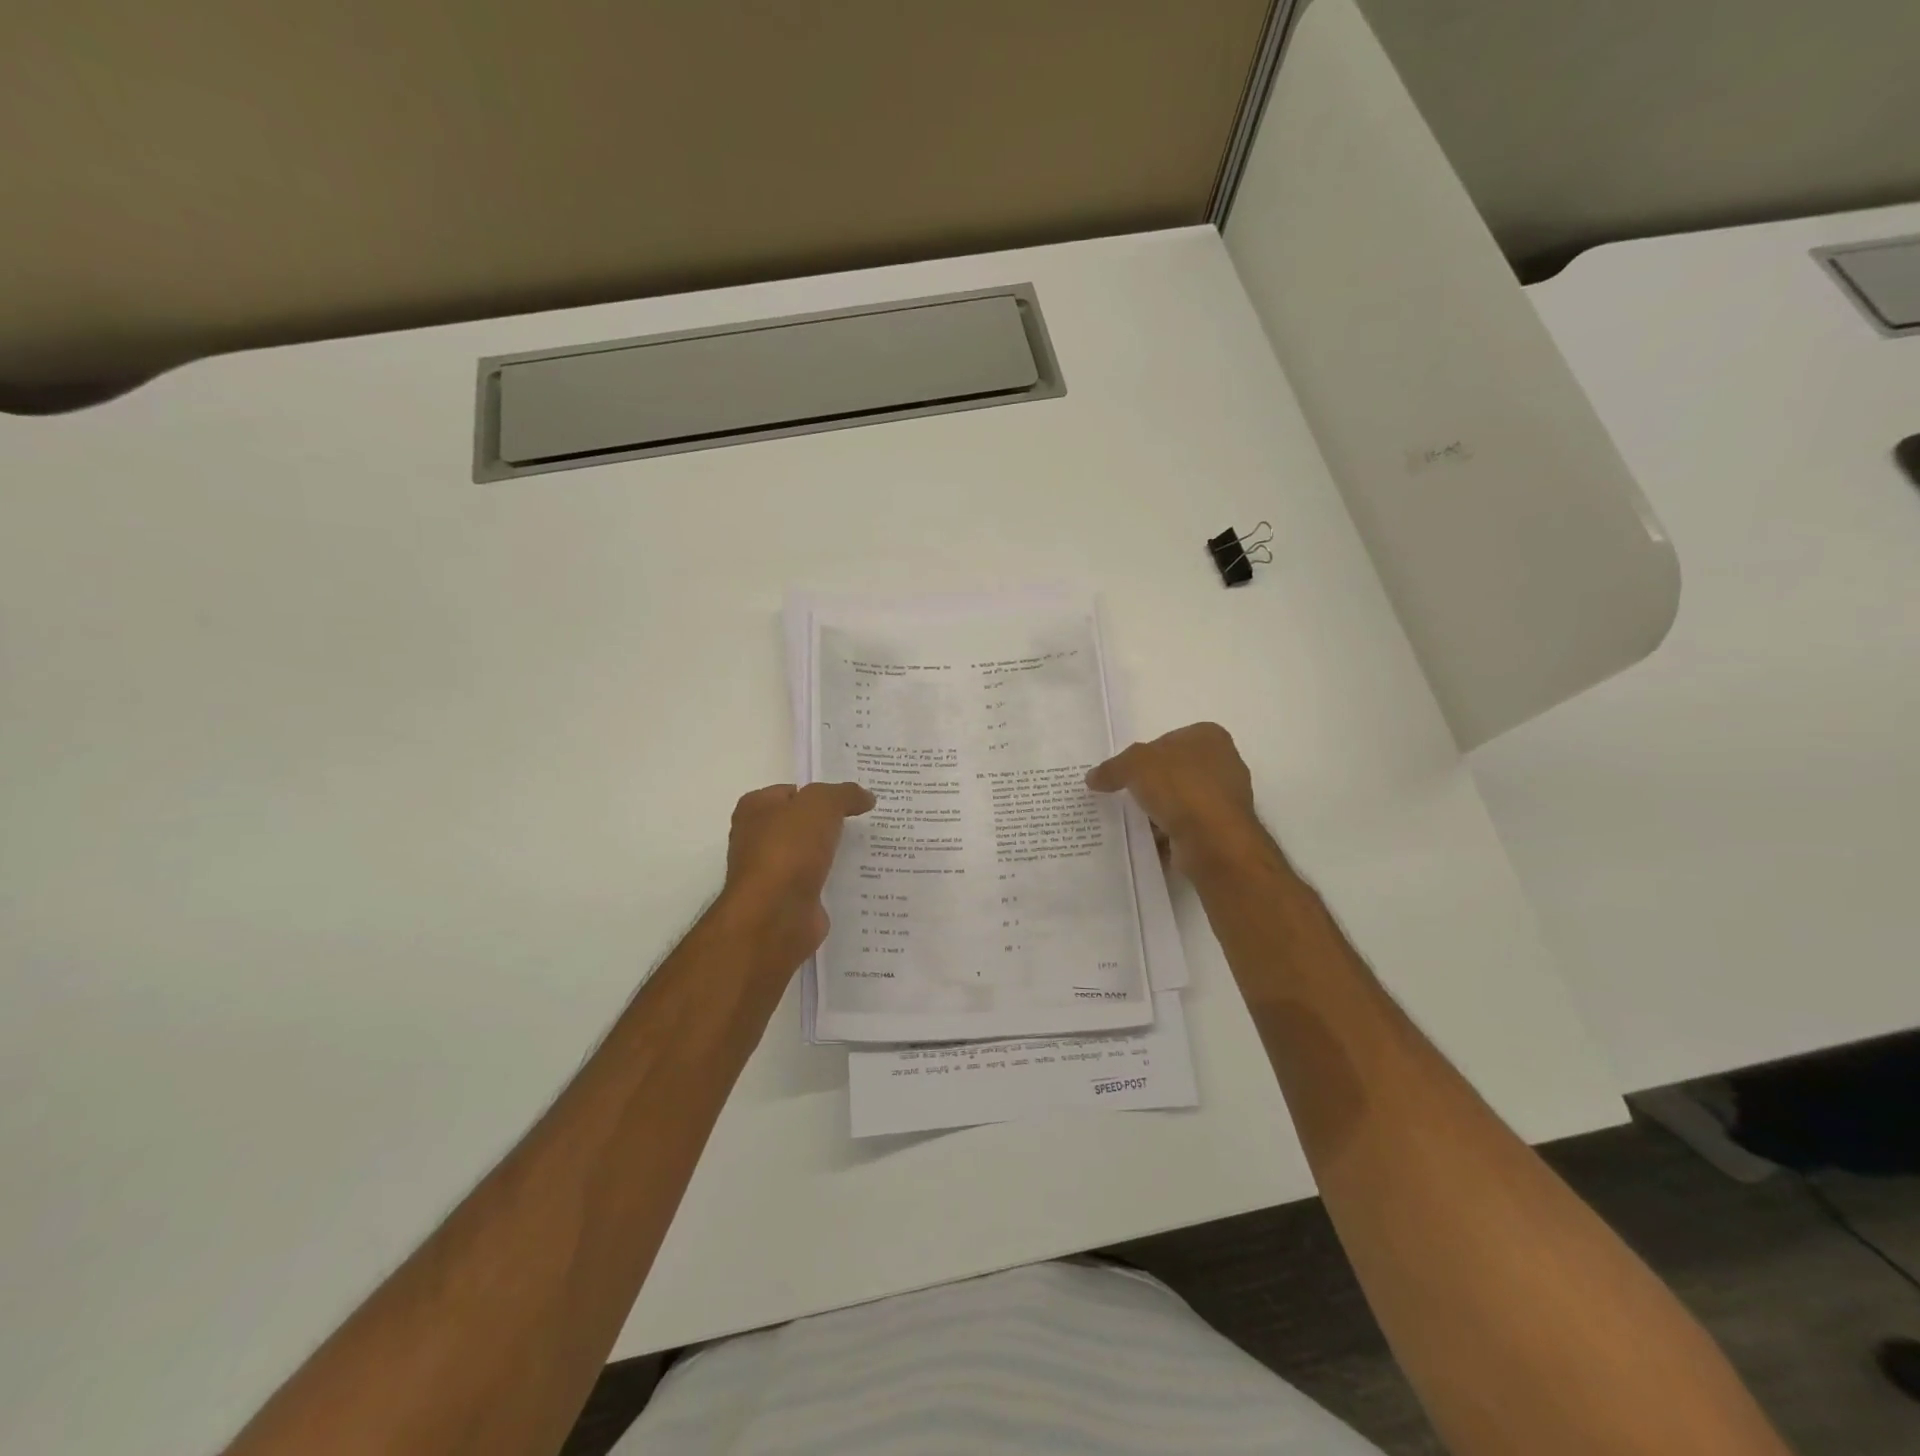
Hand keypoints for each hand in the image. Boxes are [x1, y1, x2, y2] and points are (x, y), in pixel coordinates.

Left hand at [717, 781, 874, 969]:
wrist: (776, 914)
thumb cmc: (789, 848)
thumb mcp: (822, 804)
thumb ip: (845, 794)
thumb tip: (865, 797)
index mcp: (755, 809)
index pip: (792, 792)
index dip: (822, 793)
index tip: (852, 800)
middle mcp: (756, 839)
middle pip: (801, 824)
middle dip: (830, 824)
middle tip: (865, 822)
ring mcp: (771, 873)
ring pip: (810, 855)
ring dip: (833, 855)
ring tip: (870, 849)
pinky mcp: (787, 901)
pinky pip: (817, 884)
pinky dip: (834, 882)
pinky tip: (860, 879)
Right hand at [1086, 723, 1267, 874]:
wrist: (1213, 840)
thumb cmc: (1180, 787)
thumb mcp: (1134, 765)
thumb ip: (1112, 767)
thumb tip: (1092, 777)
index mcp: (1209, 737)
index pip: (1168, 739)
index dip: (1144, 754)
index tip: (1126, 772)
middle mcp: (1224, 763)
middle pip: (1175, 770)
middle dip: (1151, 784)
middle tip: (1125, 795)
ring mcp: (1227, 799)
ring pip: (1181, 800)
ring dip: (1160, 810)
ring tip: (1134, 820)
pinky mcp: (1223, 829)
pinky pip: (1187, 826)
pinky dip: (1169, 832)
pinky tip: (1150, 839)